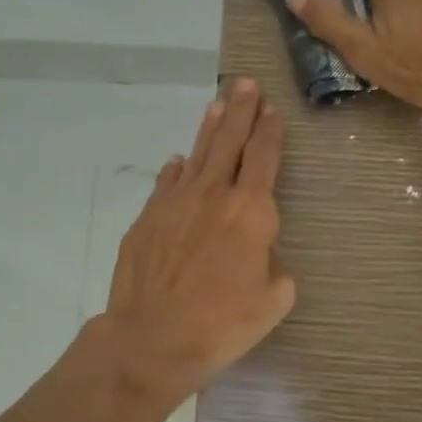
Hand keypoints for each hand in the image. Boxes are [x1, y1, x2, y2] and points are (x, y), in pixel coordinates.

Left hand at [99, 77, 295, 403]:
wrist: (153, 337)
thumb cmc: (223, 323)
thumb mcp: (274, 299)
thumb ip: (274, 263)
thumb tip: (260, 248)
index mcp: (251, 211)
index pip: (264, 157)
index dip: (270, 130)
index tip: (272, 109)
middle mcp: (213, 194)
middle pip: (230, 141)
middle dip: (241, 109)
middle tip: (246, 83)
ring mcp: (175, 202)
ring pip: (197, 154)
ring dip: (209, 127)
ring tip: (217, 103)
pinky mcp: (147, 218)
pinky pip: (166, 182)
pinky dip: (176, 169)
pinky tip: (178, 161)